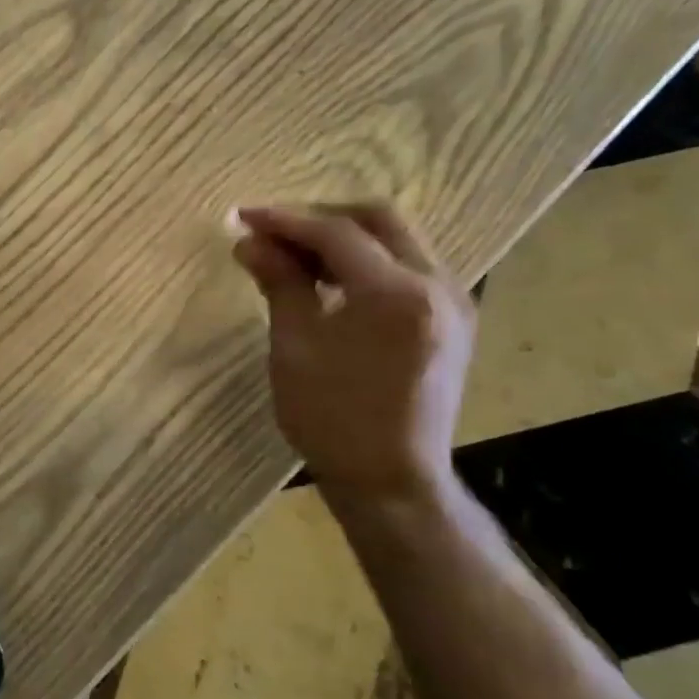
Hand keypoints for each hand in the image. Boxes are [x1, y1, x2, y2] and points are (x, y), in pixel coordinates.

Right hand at [232, 202, 474, 504]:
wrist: (390, 481)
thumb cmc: (332, 418)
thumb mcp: (295, 346)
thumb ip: (280, 283)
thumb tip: (251, 242)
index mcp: (396, 294)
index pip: (337, 233)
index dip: (286, 220)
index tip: (244, 217)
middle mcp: (438, 285)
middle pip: (379, 220)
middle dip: (322, 218)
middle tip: (275, 233)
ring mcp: (454, 301)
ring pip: (399, 239)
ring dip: (346, 237)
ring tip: (297, 257)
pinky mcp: (454, 320)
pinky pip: (411, 266)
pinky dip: (369, 260)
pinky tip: (334, 281)